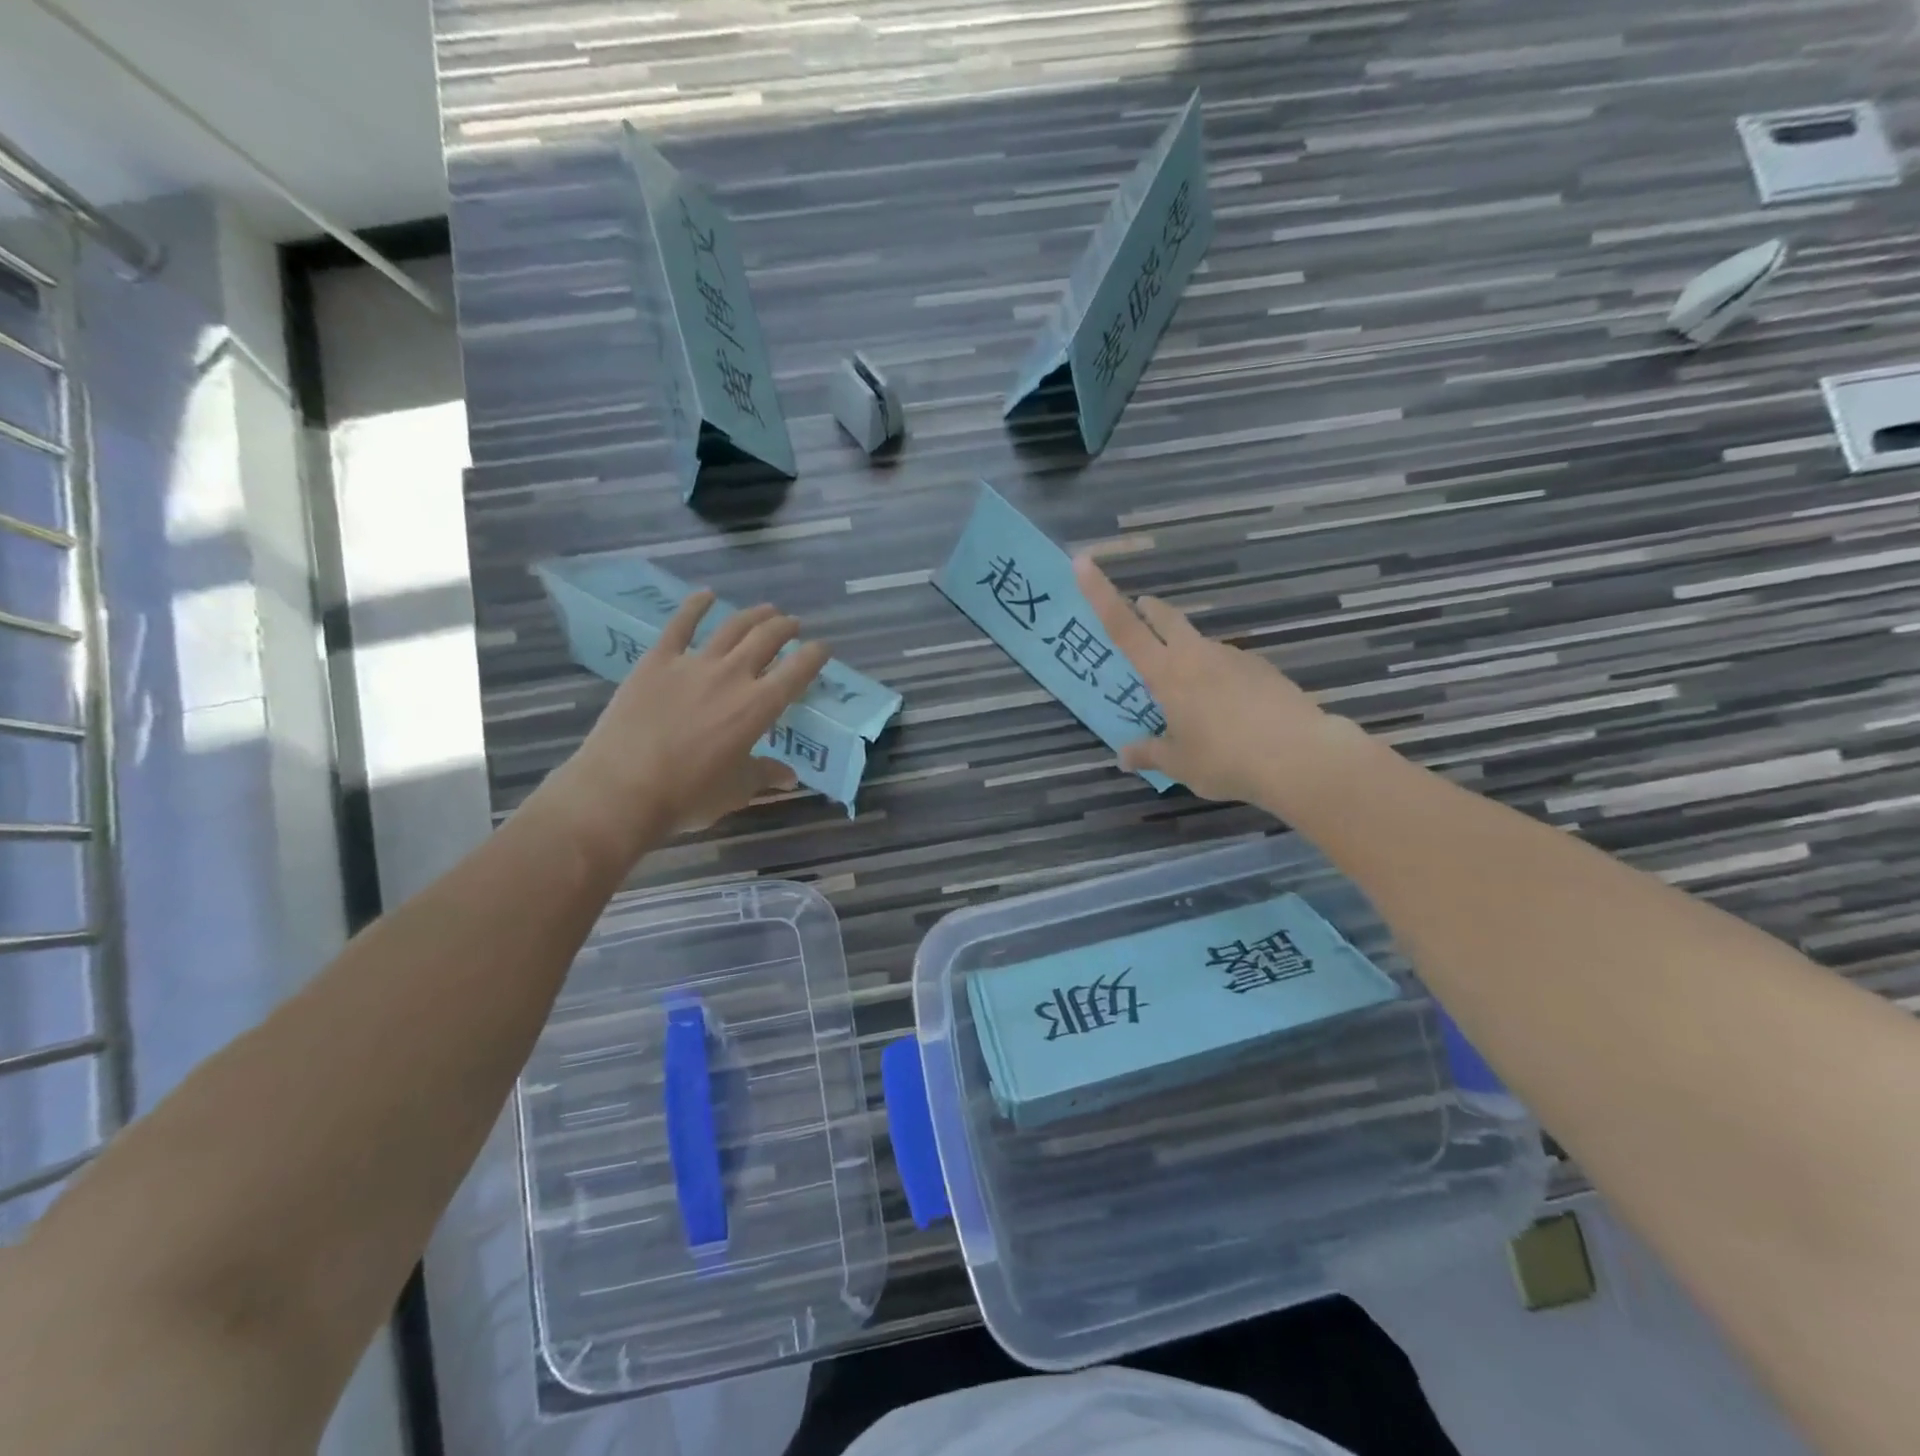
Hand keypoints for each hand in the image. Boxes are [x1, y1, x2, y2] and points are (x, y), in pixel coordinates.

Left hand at [539, 591, 830, 866]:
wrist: (620, 789)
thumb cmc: (687, 795)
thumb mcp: (736, 790)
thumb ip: (765, 775)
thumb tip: (789, 777)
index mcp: (759, 707)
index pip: (798, 671)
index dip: (815, 655)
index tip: (823, 648)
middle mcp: (732, 676)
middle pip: (767, 639)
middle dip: (786, 628)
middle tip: (793, 626)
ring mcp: (693, 663)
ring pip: (732, 627)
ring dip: (754, 615)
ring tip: (766, 610)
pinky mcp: (657, 661)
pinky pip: (679, 625)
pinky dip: (695, 606)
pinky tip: (706, 595)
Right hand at [1074, 554, 1362, 808]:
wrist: (1300, 757)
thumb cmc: (1225, 759)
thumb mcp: (1179, 764)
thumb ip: (1149, 753)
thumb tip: (1124, 755)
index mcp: (1167, 673)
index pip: (1124, 627)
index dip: (1100, 593)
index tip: (1084, 562)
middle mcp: (1197, 656)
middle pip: (1167, 619)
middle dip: (1150, 609)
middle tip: (1142, 607)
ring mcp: (1234, 659)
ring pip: (1201, 646)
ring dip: (1188, 655)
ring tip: (1192, 697)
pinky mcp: (1264, 671)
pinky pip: (1230, 668)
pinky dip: (1220, 679)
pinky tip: (1230, 710)